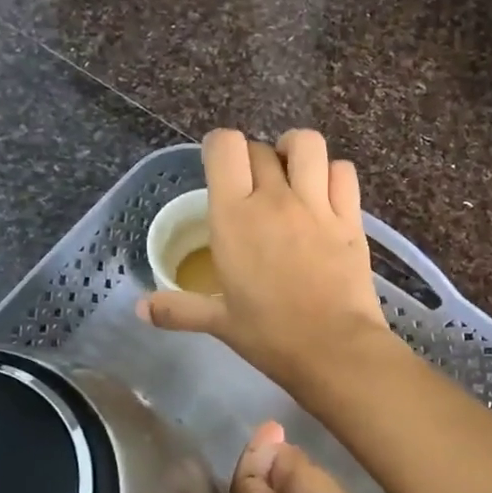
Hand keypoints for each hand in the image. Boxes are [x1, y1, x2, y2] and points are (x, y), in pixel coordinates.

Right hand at [137, 129, 392, 392]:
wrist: (334, 348)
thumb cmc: (270, 336)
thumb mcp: (220, 322)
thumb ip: (179, 310)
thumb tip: (140, 310)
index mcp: (234, 217)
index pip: (224, 147)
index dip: (219, 148)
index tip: (220, 170)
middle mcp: (274, 199)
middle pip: (260, 149)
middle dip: (253, 160)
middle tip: (253, 190)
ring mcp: (316, 205)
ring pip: (307, 144)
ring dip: (295, 152)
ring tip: (292, 176)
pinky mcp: (350, 218)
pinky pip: (343, 172)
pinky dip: (332, 174)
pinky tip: (325, 196)